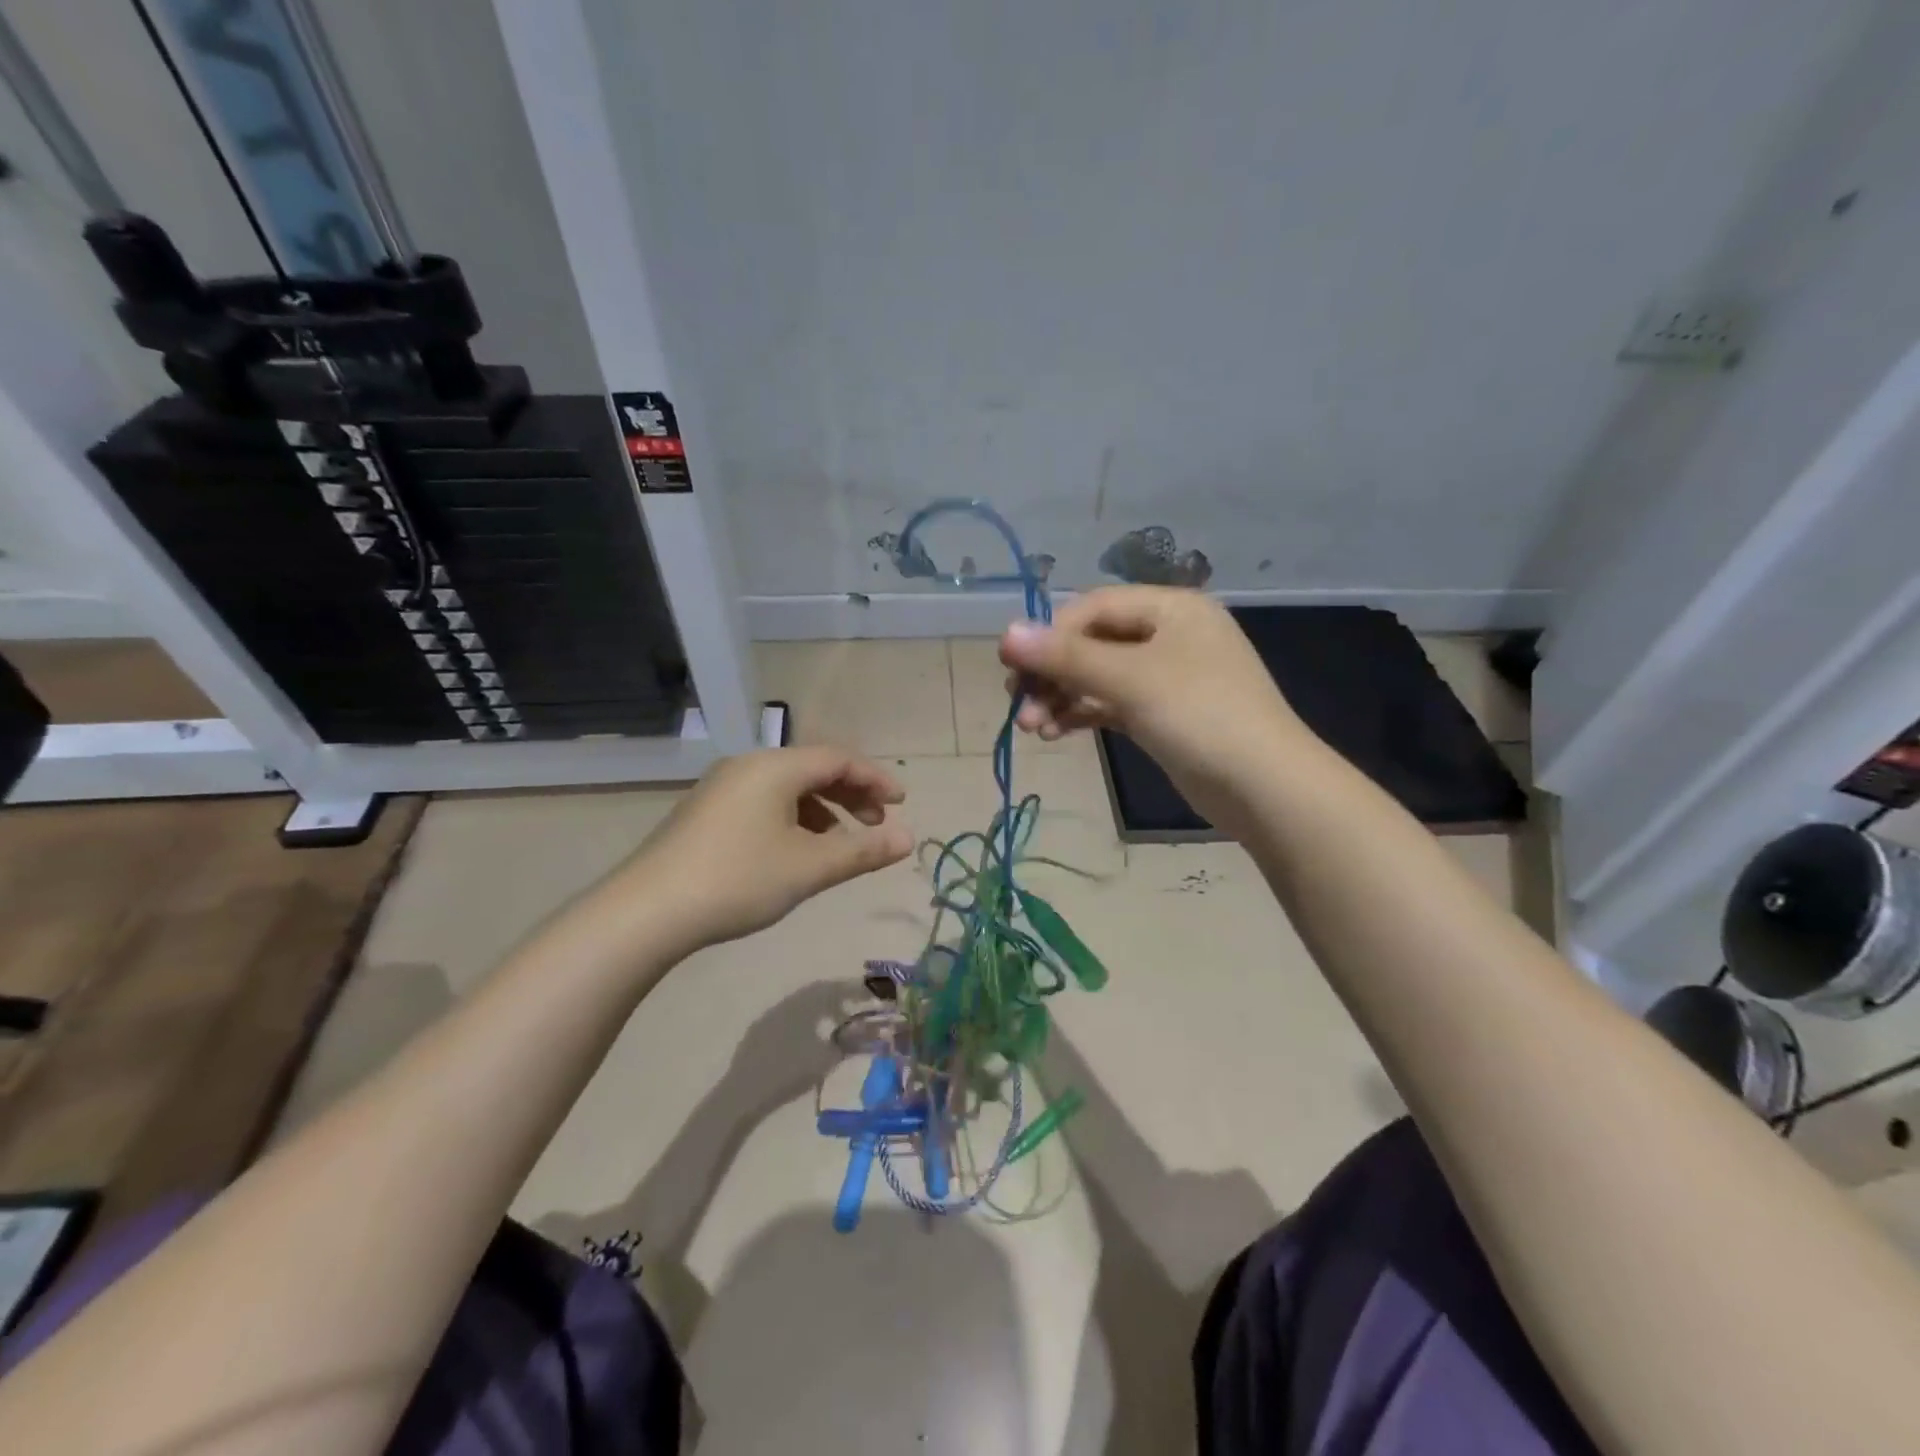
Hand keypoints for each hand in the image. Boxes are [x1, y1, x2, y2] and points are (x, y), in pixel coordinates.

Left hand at [620, 747, 911, 952]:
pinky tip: (797, 851)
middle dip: (851, 794)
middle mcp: (749, 766)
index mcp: (775, 768)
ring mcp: (722, 787)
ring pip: (788, 786)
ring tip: (841, 842)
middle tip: (877, 824)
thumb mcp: (809, 868)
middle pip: (813, 768)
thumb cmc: (738, 880)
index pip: (839, 759)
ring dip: (823, 808)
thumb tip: (909, 839)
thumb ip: (863, 852)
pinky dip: (793, 818)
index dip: (875, 779)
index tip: (902, 804)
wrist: (646, 912)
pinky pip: (765, 801)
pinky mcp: (706, 812)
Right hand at [999, 587, 1316, 836]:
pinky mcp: (1163, 713)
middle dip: (1053, 673)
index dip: (1050, 635)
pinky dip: (1083, 714)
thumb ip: (1066, 657)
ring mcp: (1168, 676)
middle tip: (1019, 704)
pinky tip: (1056, 733)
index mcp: (1170, 608)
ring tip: (1033, 728)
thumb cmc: (1200, 716)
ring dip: (1062, 697)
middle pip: (1093, 642)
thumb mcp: (1130, 680)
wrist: (1265, 788)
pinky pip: (1112, 703)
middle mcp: (1169, 634)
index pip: (1093, 608)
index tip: (1012, 667)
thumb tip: (1005, 633)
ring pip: (1099, 676)